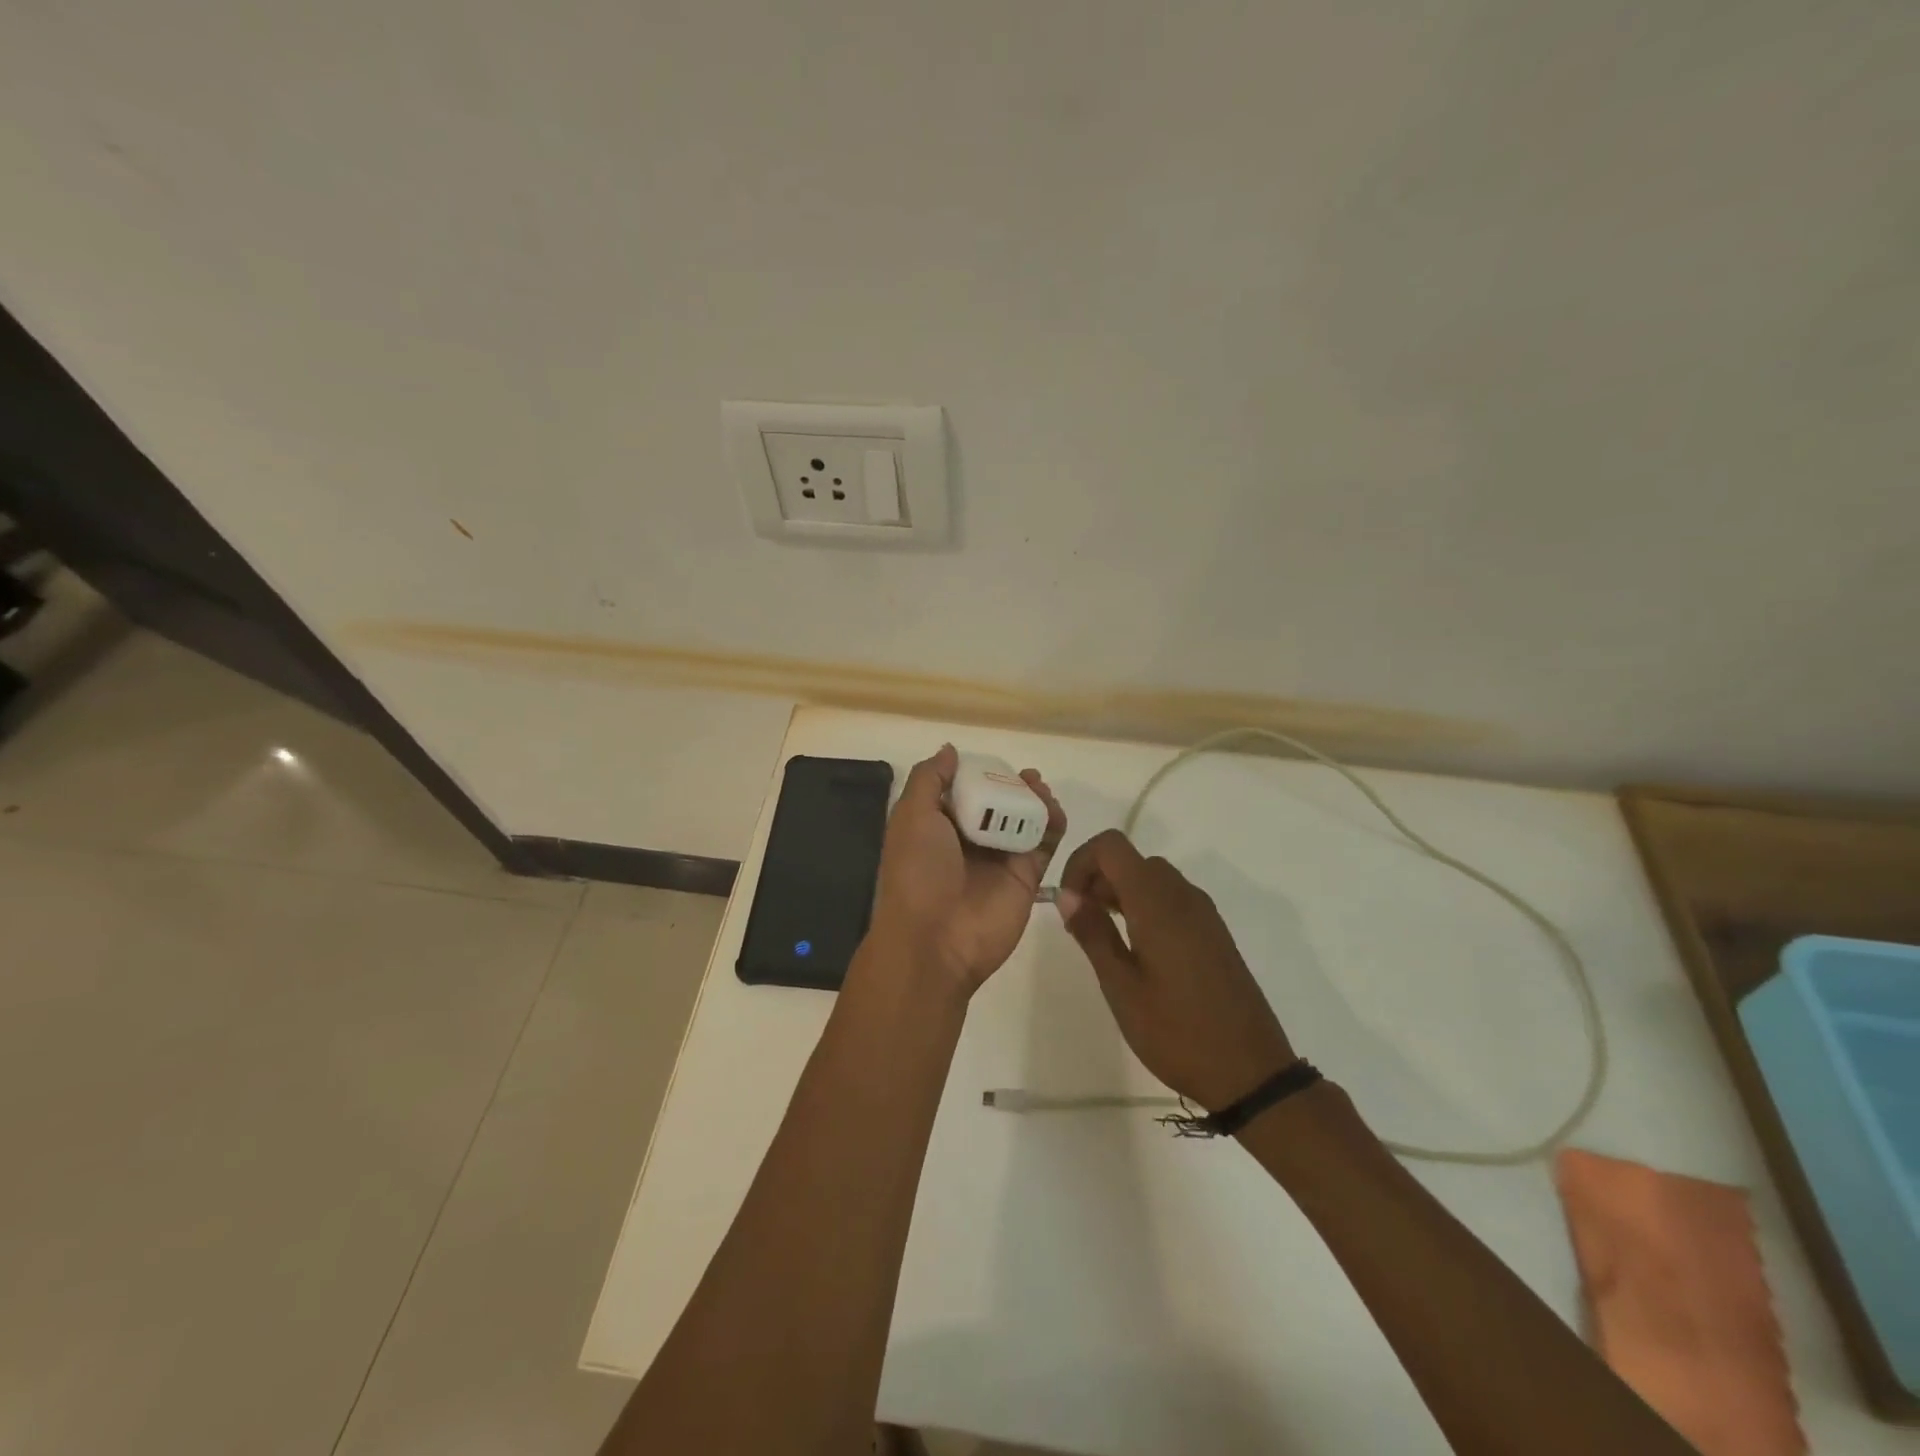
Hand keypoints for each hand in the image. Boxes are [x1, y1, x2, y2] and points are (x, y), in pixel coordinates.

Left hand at [868, 744, 1066, 995]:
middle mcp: (968, 841)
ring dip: (1034, 801)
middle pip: (997, 803)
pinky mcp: (1026, 877)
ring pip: (1023, 820)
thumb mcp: (911, 816)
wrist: (935, 940)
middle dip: (1011, 785)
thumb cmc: (917, 872)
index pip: (962, 791)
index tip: (993, 762)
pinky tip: (1053, 810)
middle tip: (1026, 776)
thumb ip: (929, 779)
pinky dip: (1052, 824)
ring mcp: (999, 859)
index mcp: (936, 827)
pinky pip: (1044, 844)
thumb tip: (950, 750)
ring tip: (1040, 788)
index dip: (978, 774)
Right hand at [1057, 829, 1294, 1111]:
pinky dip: (1145, 906)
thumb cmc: (1176, 1031)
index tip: (1068, 901)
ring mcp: (1204, 913)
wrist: (1250, 1071)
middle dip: (1097, 878)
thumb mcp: (1121, 986)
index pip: (1111, 846)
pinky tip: (1136, 949)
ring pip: (1152, 878)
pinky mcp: (1214, 932)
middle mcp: (1183, 896)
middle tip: (1080, 922)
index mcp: (1157, 902)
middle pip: (1132, 860)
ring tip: (1102, 937)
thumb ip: (1093, 933)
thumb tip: (1068, 895)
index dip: (1080, 861)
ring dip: (1120, 892)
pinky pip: (1172, 899)